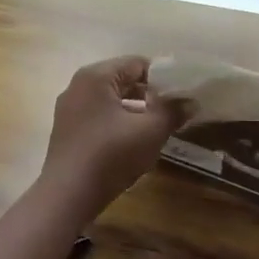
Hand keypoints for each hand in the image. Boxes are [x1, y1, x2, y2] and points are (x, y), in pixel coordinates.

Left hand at [39, 56, 183, 218]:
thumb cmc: (111, 155)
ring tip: (158, 128)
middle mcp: (78, 85)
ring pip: (111, 101)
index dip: (164, 78)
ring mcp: (69, 109)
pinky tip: (133, 143)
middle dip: (150, 95)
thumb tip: (191, 102)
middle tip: (174, 111)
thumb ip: (173, 111)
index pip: (137, 63)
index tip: (182, 95)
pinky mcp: (67, 131)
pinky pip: (99, 117)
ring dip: (136, 111)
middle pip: (123, 80)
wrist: (68, 195)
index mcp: (96, 76)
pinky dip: (118, 123)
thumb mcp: (150, 131)